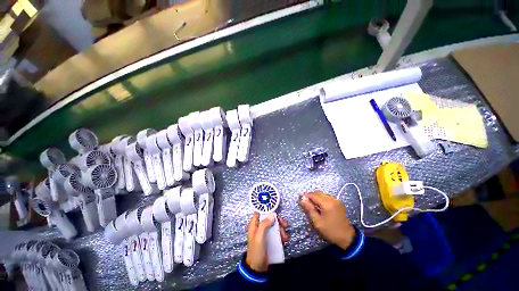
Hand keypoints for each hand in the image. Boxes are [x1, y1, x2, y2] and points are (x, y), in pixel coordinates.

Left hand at [246, 212, 288, 271]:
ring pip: (275, 225)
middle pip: (270, 218)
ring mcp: (266, 233)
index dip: (268, 210)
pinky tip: (285, 240)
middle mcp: (260, 227)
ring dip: (281, 229)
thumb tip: (272, 215)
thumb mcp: (259, 237)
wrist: (258, 269)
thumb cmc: (256, 251)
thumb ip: (264, 225)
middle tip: (284, 225)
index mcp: (254, 224)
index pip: (260, 212)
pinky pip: (277, 233)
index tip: (276, 211)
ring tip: (285, 236)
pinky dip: (282, 235)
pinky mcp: (270, 240)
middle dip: (278, 221)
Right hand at [300, 191, 355, 249]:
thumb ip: (309, 209)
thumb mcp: (317, 221)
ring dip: (316, 196)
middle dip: (311, 195)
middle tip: (305, 200)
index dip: (306, 195)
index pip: (314, 195)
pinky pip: (327, 197)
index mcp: (327, 204)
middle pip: (318, 193)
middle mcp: (332, 199)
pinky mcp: (339, 203)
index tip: (300, 197)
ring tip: (311, 202)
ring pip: (323, 194)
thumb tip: (302, 199)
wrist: (347, 237)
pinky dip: (321, 198)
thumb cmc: (331, 231)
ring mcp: (337, 200)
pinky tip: (319, 204)